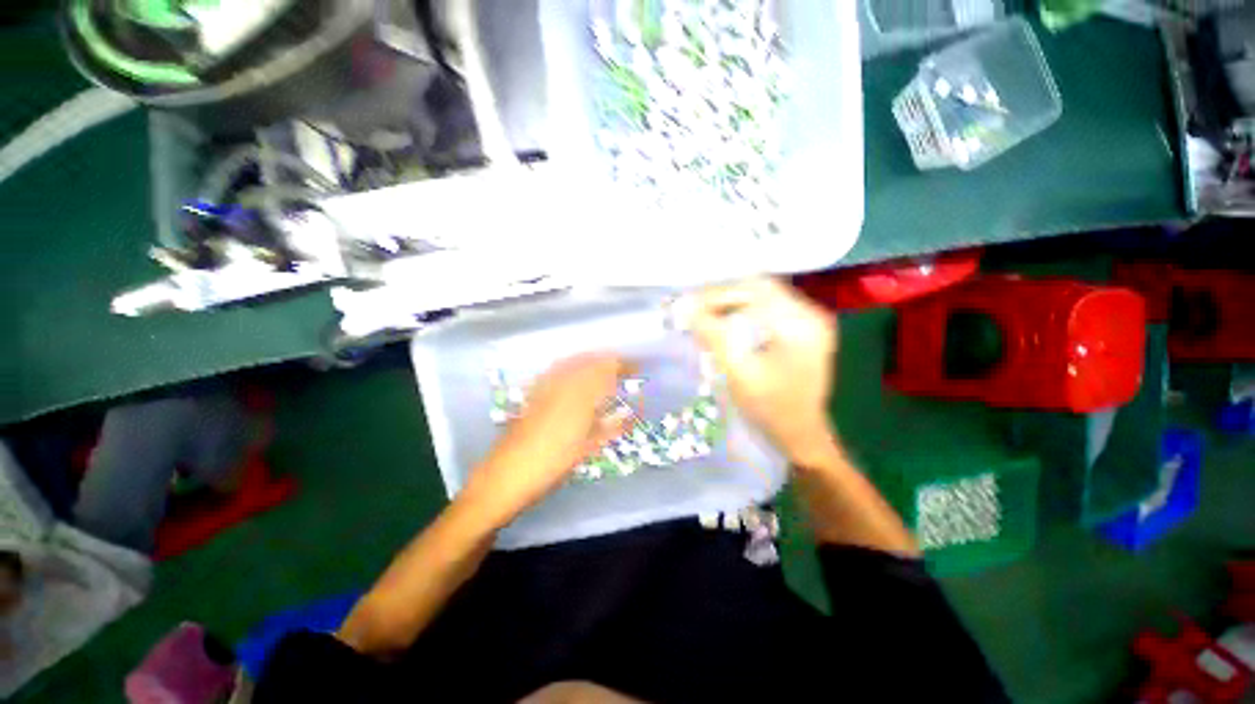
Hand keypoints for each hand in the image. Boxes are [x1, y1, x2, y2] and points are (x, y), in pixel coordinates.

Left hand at [461, 353, 633, 528]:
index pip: (606, 372)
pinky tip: (575, 371)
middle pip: (590, 362)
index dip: (623, 366)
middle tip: (624, 367)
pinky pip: (557, 370)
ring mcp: (545, 387)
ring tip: (605, 366)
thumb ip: (611, 428)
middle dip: (609, 361)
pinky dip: (572, 366)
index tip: (636, 367)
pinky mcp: (533, 393)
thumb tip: (630, 415)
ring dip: (592, 361)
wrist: (504, 477)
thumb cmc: (550, 466)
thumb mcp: (586, 449)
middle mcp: (563, 386)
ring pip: (574, 362)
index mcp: (580, 399)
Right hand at [686, 278, 839, 466]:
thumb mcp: (738, 372)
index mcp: (801, 323)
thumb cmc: (770, 409)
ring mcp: (809, 321)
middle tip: (694, 312)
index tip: (689, 307)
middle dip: (723, 297)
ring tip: (705, 317)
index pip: (754, 289)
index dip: (717, 294)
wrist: (800, 435)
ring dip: (731, 304)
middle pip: (759, 288)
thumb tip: (684, 305)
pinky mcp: (803, 330)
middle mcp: (811, 313)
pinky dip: (742, 313)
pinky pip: (767, 309)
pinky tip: (725, 325)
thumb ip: (713, 335)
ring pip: (761, 296)